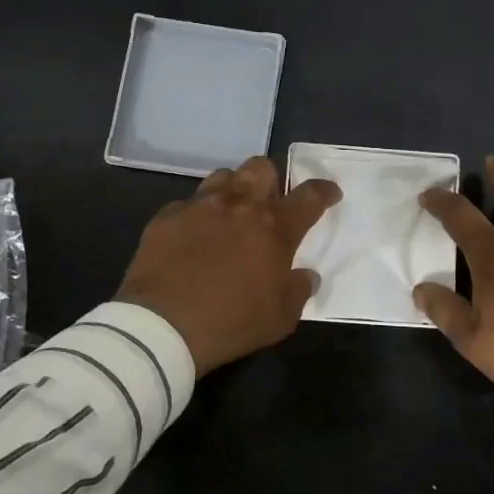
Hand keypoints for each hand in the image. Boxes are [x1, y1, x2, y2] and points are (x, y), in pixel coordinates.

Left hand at [115, 156, 340, 375]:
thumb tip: (306, 276)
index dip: (324, 191)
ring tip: (231, 214)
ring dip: (234, 190)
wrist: (163, 326)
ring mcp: (200, 206)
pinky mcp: (167, 217)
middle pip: (261, 167)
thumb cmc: (232, 322)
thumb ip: (299, 291)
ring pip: (223, 176)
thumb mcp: (281, 318)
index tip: (330, 193)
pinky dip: (197, 216)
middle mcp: (240, 205)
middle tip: (269, 204)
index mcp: (275, 227)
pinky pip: (187, 204)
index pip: (310, 196)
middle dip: (271, 180)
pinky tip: (193, 237)